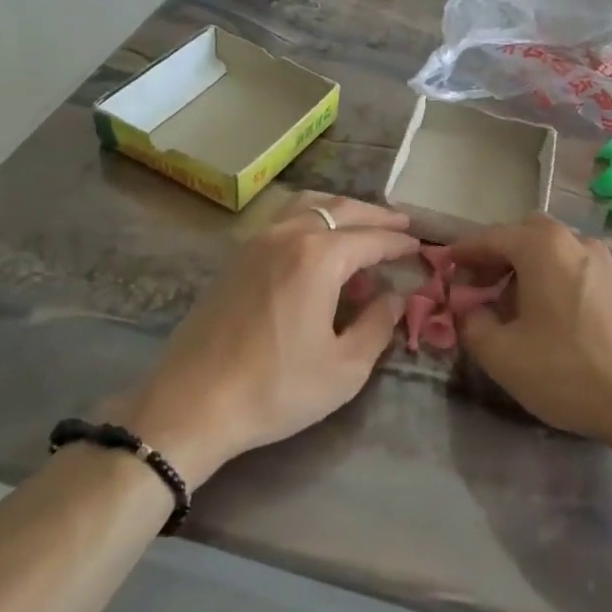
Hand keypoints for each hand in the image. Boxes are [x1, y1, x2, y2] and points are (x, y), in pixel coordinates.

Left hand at [106, 194, 417, 486]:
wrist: (191, 405)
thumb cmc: (275, 389)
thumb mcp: (344, 368)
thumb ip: (377, 325)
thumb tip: (395, 298)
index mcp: (318, 257)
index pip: (372, 239)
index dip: (399, 243)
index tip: (420, 247)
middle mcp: (288, 236)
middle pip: (341, 210)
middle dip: (375, 216)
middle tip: (402, 224)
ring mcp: (257, 243)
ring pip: (308, 207)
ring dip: (341, 212)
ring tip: (362, 228)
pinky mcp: (236, 258)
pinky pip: (284, 221)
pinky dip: (312, 221)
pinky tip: (318, 247)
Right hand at [454, 215, 611, 447]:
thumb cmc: (568, 370)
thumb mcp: (502, 355)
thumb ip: (472, 324)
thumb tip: (468, 310)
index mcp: (543, 246)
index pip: (491, 238)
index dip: (464, 252)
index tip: (444, 267)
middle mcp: (575, 241)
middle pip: (525, 235)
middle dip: (497, 255)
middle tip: (479, 286)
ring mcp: (603, 261)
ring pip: (553, 251)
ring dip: (526, 268)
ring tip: (511, 307)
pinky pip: (574, 268)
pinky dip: (552, 279)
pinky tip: (548, 317)